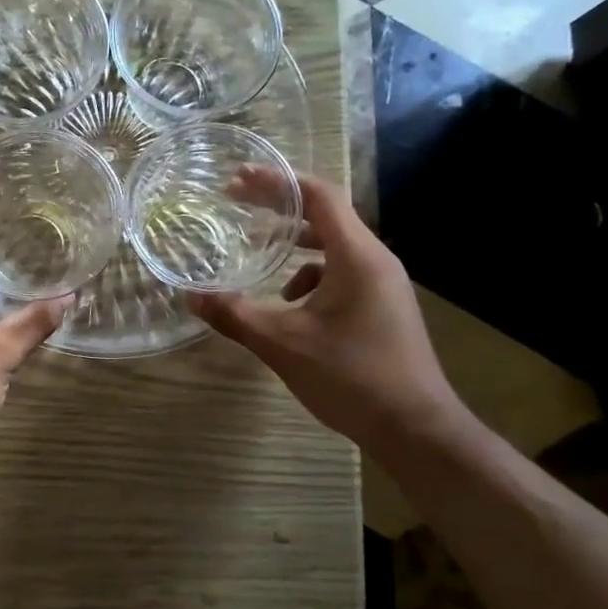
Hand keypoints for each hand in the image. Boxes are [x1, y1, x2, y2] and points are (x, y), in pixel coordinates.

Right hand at [188, 174, 464, 458]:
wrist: (416, 429)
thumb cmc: (351, 377)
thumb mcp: (283, 344)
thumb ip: (236, 315)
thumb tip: (192, 296)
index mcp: (357, 256)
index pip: (318, 196)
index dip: (277, 182)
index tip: (238, 179)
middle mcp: (375, 260)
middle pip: (325, 216)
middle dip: (279, 210)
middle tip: (237, 205)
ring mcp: (383, 285)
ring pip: (334, 247)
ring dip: (294, 245)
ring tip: (258, 255)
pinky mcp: (382, 307)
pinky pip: (343, 274)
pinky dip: (311, 277)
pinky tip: (290, 305)